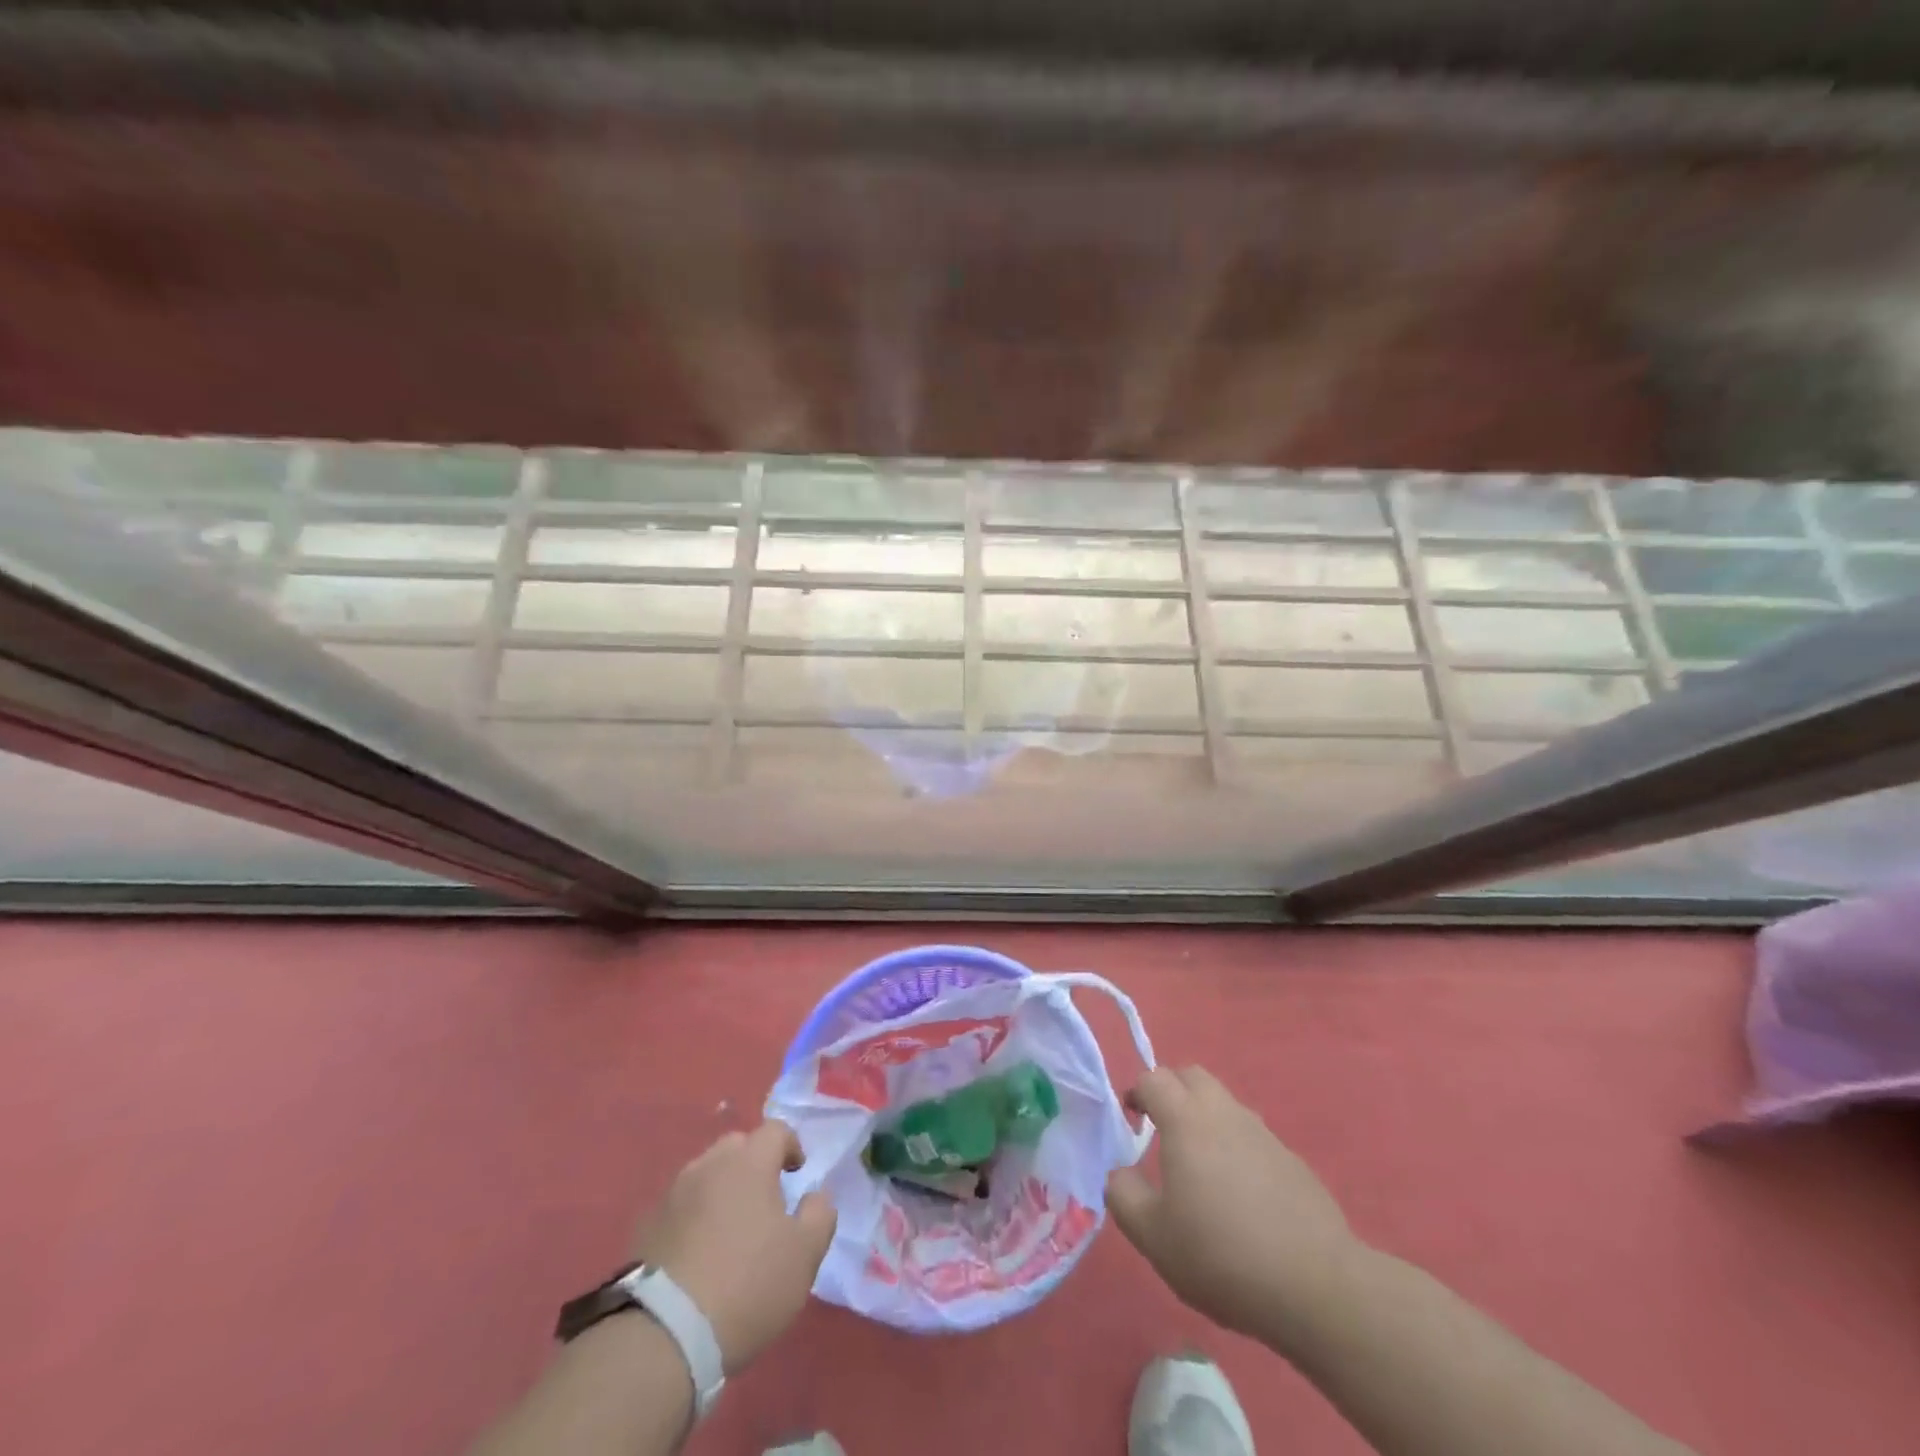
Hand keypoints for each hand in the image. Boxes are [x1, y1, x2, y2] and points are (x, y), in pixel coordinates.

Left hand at [630, 1121, 836, 1373]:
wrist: (665, 1335)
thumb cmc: (747, 1285)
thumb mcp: (804, 1255)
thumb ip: (820, 1214)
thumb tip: (816, 1195)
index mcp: (749, 1162)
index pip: (775, 1131)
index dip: (790, 1146)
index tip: (797, 1173)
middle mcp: (708, 1165)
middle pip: (736, 1147)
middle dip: (753, 1162)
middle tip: (764, 1199)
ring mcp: (672, 1195)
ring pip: (705, 1174)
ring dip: (721, 1189)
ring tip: (730, 1228)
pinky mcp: (646, 1227)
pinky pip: (680, 1207)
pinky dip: (694, 1217)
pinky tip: (699, 1253)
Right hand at [1106, 1066, 1358, 1340]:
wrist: (1316, 1286)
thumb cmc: (1222, 1255)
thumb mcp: (1153, 1236)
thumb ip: (1123, 1195)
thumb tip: (1119, 1173)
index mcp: (1186, 1120)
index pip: (1153, 1079)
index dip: (1136, 1092)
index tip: (1131, 1120)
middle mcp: (1224, 1113)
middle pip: (1192, 1076)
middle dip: (1171, 1091)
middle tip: (1161, 1129)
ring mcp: (1263, 1133)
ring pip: (1225, 1103)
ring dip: (1205, 1117)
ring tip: (1199, 1165)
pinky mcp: (1292, 1160)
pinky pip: (1252, 1136)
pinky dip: (1236, 1147)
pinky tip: (1239, 1195)